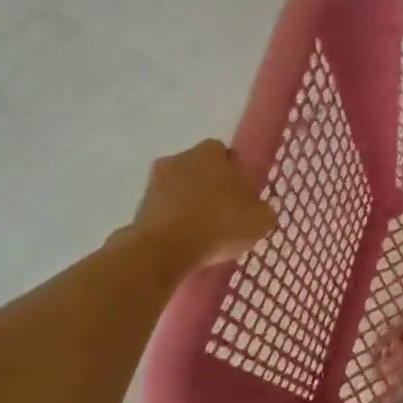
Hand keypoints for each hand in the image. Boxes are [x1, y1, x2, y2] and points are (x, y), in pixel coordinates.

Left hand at [129, 139, 276, 267]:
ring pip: (181, 189)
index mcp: (212, 152)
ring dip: (190, 204)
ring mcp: (155, 180)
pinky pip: (165, 210)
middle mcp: (182, 157)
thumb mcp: (261, 220)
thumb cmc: (219, 225)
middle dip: (211, 188)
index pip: (229, 157)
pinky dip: (174, 221)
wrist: (164, 249)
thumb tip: (258, 209)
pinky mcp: (139, 205)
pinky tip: (184, 241)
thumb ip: (262, 209)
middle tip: (224, 215)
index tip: (243, 200)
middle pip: (202, 170)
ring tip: (203, 233)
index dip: (237, 177)